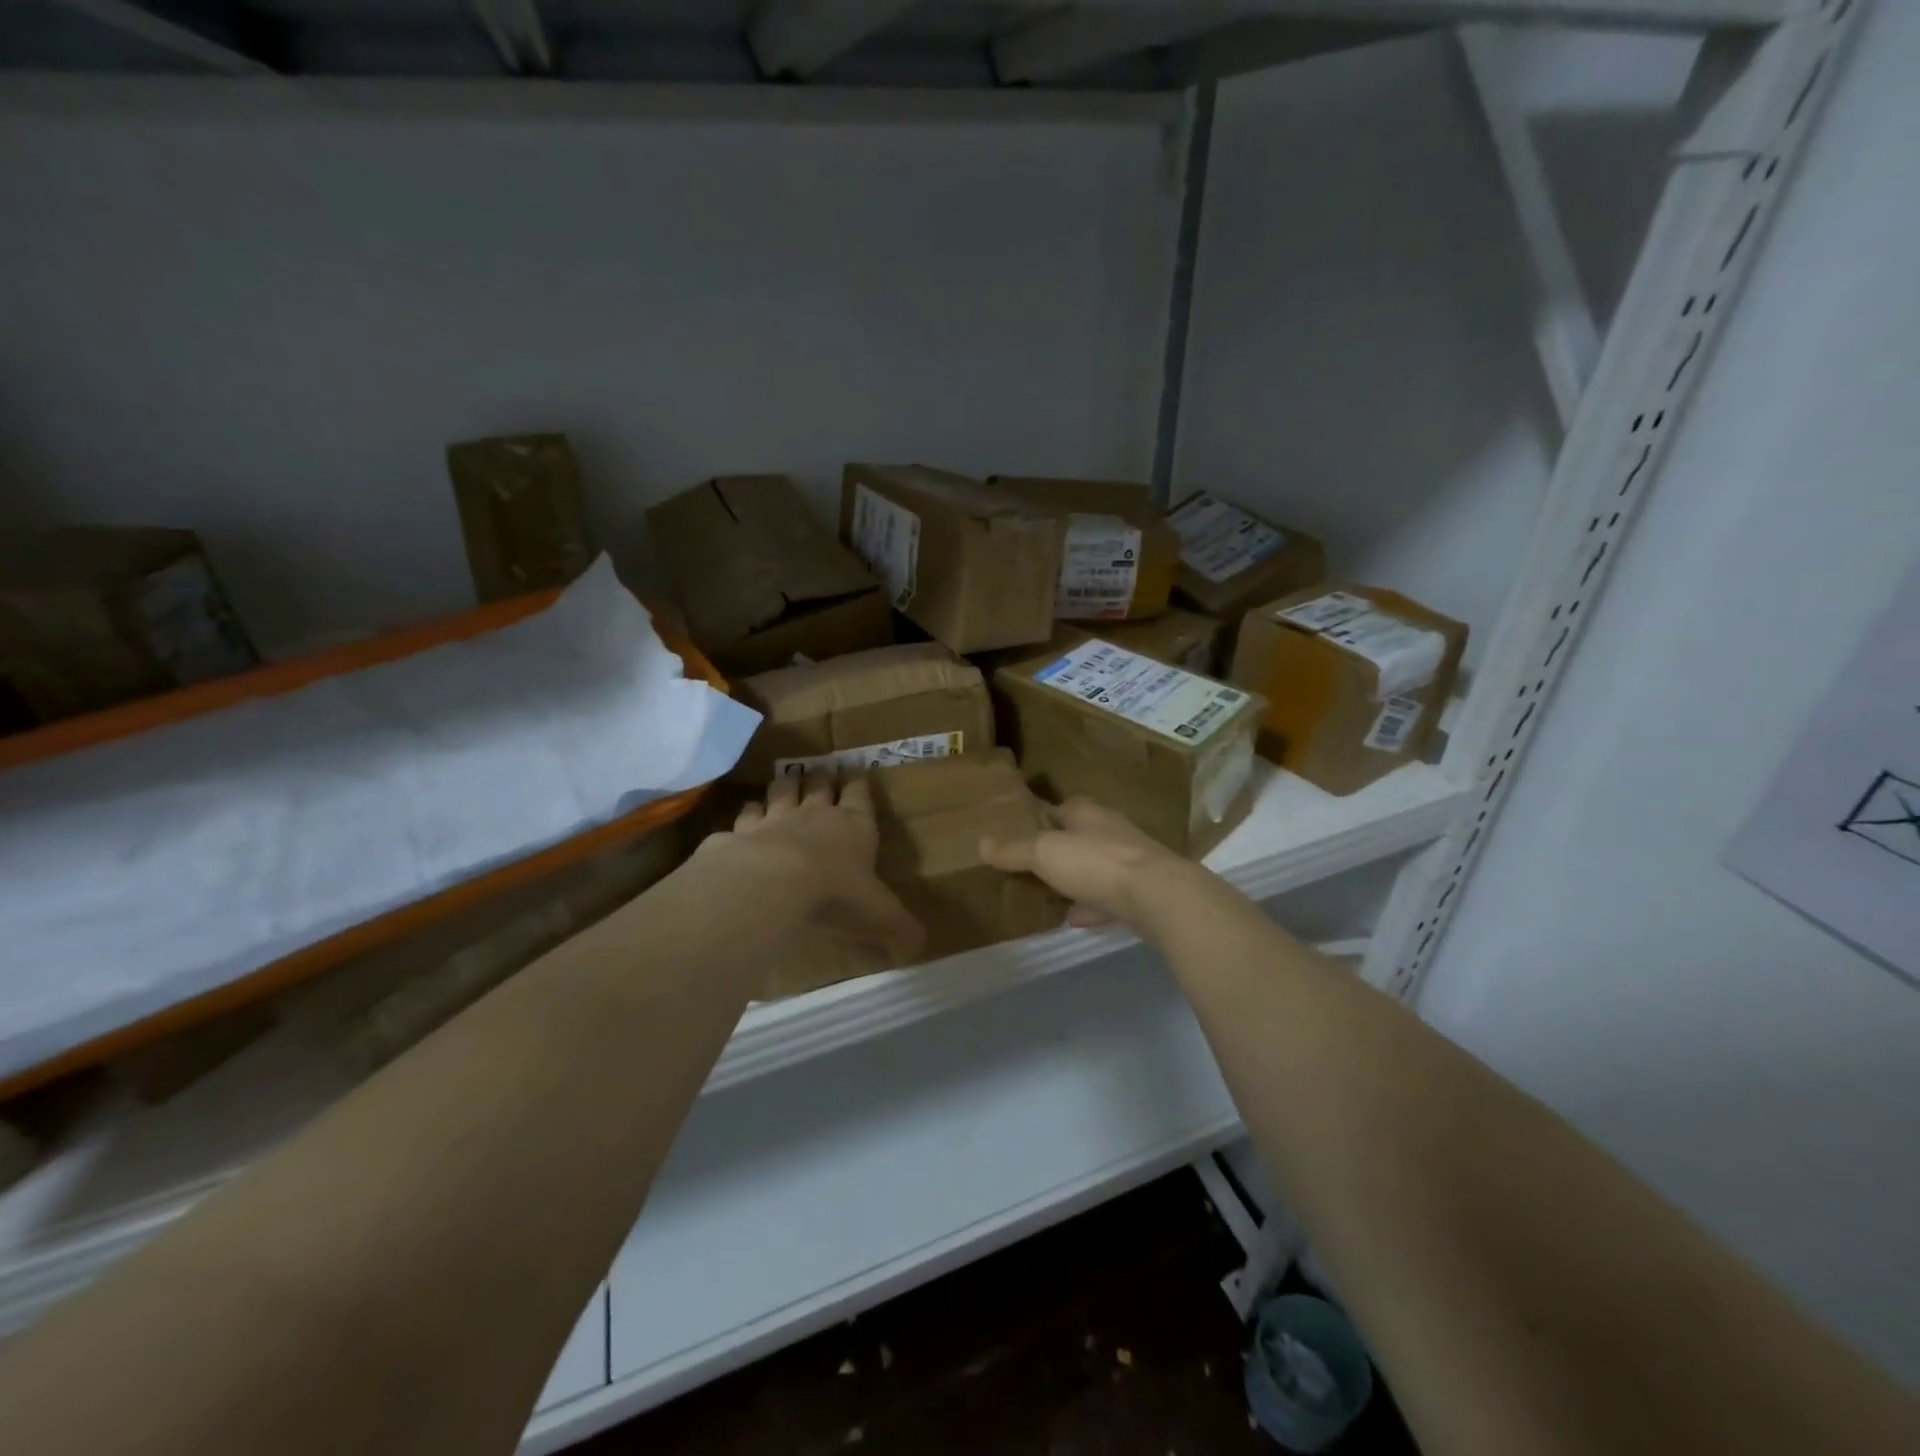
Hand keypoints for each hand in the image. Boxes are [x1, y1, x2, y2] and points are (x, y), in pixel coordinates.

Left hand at [706, 771, 923, 964]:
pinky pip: (746, 814)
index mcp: (854, 826)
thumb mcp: (880, 916)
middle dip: (821, 779)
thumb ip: (900, 928)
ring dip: (785, 786)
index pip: (860, 795)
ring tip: (785, 783)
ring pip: (782, 790)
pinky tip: (747, 815)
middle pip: (819, 784)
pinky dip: (748, 813)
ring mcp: (776, 818)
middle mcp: (816, 814)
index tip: (857, 775)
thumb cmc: (836, 894)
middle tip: (821, 774)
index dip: (859, 785)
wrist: (775, 883)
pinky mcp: (743, 831)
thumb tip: (919, 946)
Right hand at [979, 798, 1192, 933]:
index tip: (1021, 831)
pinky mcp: (1140, 893)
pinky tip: (1076, 918)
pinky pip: (1108, 898)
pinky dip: (1092, 906)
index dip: (1041, 817)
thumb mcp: (1044, 852)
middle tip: (1031, 864)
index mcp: (1087, 813)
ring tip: (1049, 893)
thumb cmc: (1097, 863)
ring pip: (1095, 867)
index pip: (1061, 807)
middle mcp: (1110, 832)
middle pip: (1079, 837)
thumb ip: (1014, 849)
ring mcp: (1129, 863)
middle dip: (1059, 848)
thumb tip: (981, 842)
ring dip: (1076, 878)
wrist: (1158, 897)